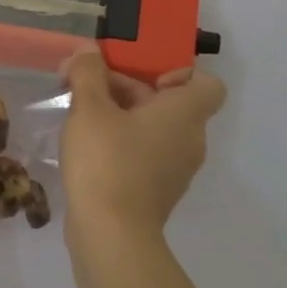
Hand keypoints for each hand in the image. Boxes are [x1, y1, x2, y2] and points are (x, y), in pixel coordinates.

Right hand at [59, 48, 226, 243]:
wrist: (111, 237)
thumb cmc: (107, 162)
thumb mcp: (89, 108)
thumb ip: (88, 73)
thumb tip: (88, 50)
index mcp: (185, 114)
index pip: (208, 84)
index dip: (178, 73)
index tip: (141, 76)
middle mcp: (190, 140)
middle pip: (167, 101)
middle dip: (124, 87)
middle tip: (82, 86)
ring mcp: (175, 169)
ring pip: (152, 127)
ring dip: (118, 114)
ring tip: (78, 115)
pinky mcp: (156, 191)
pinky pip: (144, 152)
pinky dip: (120, 143)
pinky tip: (85, 147)